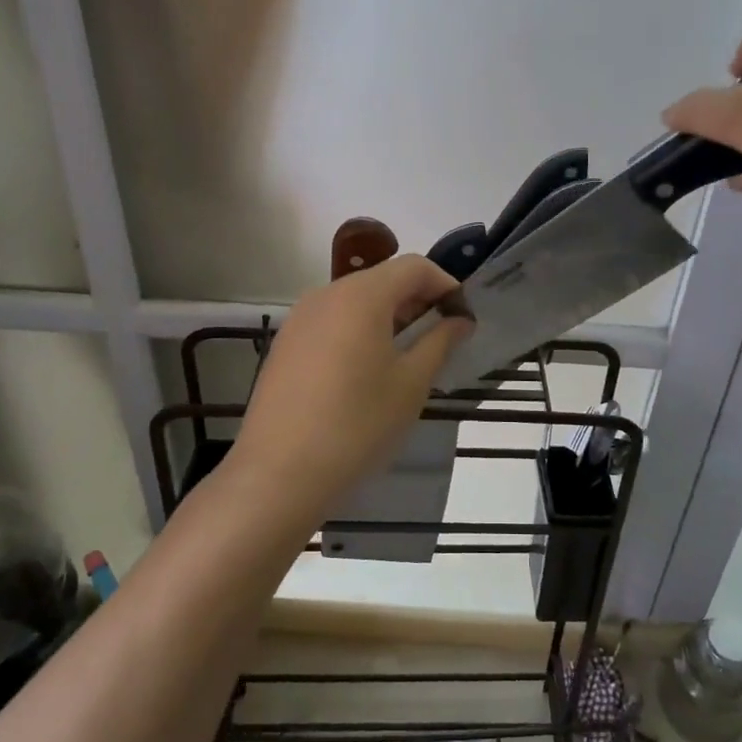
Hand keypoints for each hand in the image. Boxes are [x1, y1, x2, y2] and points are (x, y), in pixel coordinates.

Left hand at [232, 255, 470, 506]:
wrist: (278, 475)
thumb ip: (440, 342)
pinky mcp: (286, 345)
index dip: (446, 284)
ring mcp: (300, 319)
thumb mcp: (411, 384)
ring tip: (408, 356)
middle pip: (383, 280)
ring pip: (356, 301)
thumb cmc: (357, 425)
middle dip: (418, 300)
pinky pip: (332, 322)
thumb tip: (459, 320)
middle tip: (442, 337)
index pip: (414, 267)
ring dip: (389, 317)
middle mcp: (326, 294)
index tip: (464, 317)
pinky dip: (359, 331)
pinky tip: (367, 372)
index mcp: (361, 295)